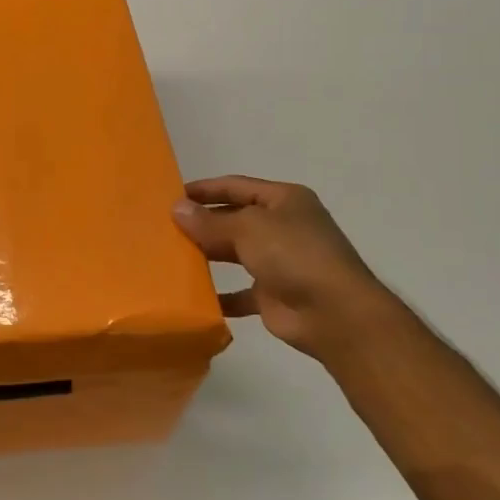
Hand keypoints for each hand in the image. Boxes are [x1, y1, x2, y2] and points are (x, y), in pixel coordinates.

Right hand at [172, 175, 403, 361]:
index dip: (205, 189)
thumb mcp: (248, 228)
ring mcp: (280, 262)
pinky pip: (240, 292)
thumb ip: (210, 220)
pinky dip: (219, 294)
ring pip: (236, 253)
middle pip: (235, 219)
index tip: (172, 195)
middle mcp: (283, 227)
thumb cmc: (293, 255)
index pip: (237, 186)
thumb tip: (177, 208)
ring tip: (172, 255)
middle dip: (203, 222)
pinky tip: (193, 295)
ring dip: (209, 254)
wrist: (334, 313)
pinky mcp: (273, 295)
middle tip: (165, 226)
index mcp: (284, 200)